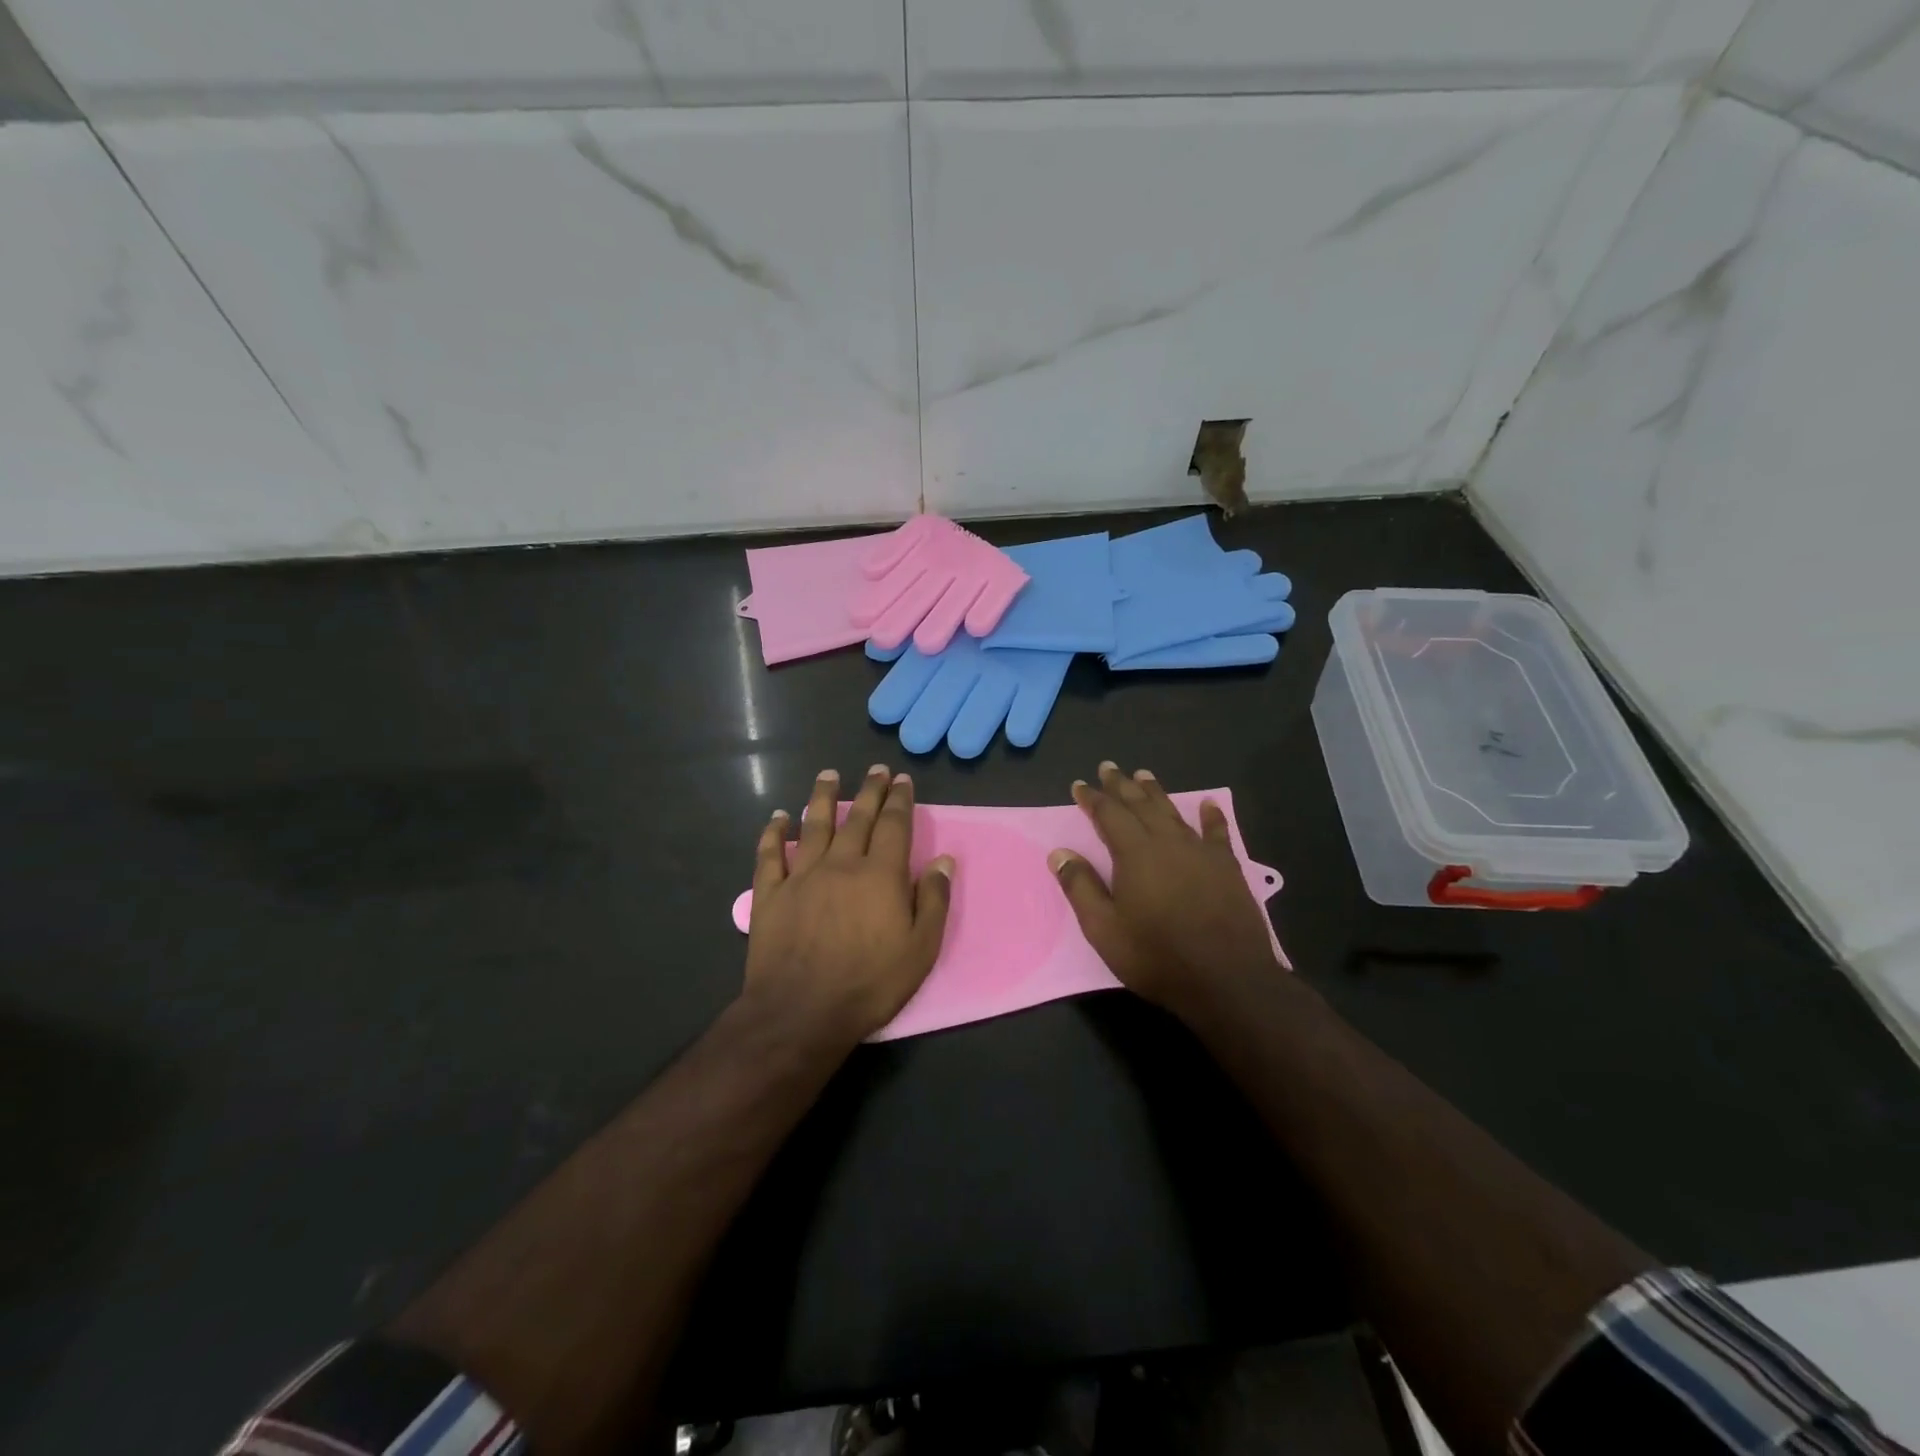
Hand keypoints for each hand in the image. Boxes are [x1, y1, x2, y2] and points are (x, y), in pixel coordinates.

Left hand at [745, 765, 954, 1046]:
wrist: (801, 1012)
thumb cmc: (869, 983)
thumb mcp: (920, 949)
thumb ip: (933, 901)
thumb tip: (942, 859)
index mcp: (880, 875)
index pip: (894, 825)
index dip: (900, 800)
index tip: (902, 779)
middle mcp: (841, 865)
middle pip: (858, 819)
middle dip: (870, 791)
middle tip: (875, 769)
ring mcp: (801, 876)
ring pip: (814, 826)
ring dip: (823, 798)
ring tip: (829, 775)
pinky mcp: (770, 894)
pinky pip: (770, 855)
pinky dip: (774, 833)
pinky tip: (779, 817)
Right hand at [1049, 761, 1280, 1015]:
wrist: (1227, 980)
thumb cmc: (1157, 956)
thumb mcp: (1105, 929)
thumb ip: (1081, 888)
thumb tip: (1059, 853)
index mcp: (1134, 854)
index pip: (1109, 815)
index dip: (1092, 798)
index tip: (1079, 785)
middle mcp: (1167, 843)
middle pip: (1140, 805)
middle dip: (1121, 785)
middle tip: (1108, 767)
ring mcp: (1200, 852)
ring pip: (1173, 812)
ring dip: (1155, 792)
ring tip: (1143, 775)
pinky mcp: (1227, 867)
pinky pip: (1217, 832)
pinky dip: (1211, 816)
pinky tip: (1208, 804)